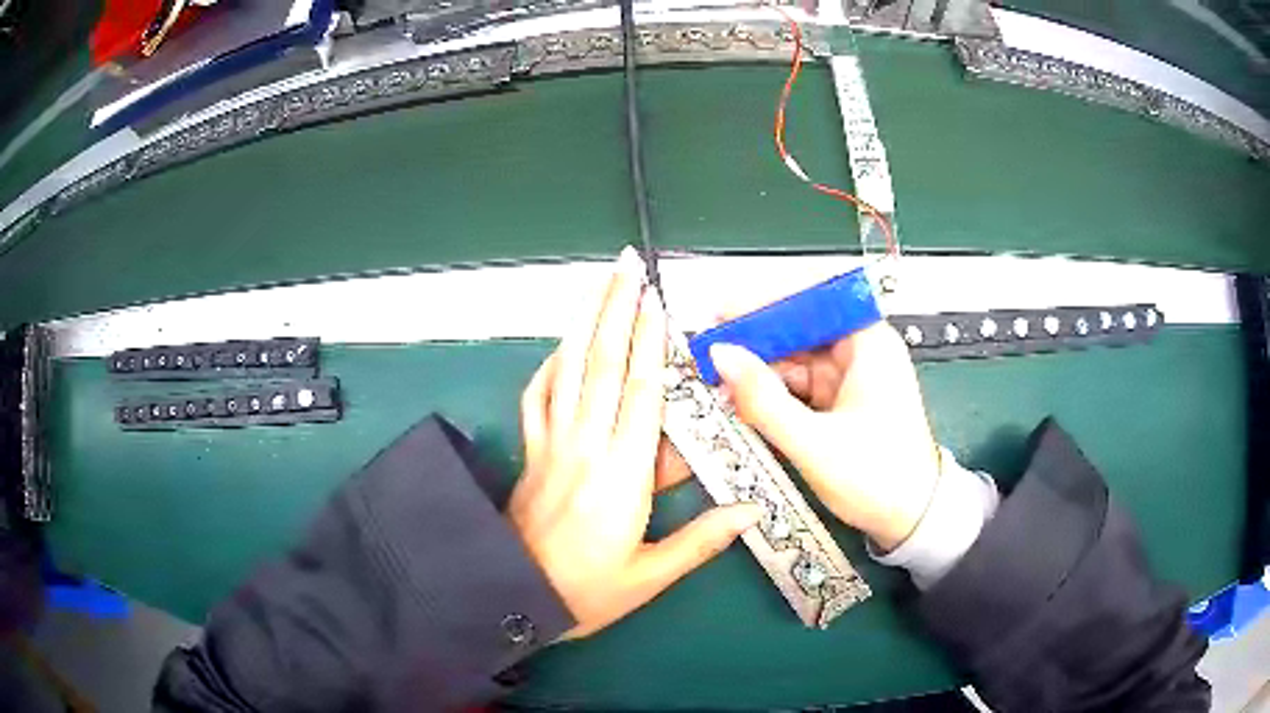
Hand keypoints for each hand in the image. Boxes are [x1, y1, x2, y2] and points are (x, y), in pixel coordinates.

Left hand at [508, 247, 763, 638]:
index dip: (650, 344)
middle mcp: (585, 447)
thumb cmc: (586, 593)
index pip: (641, 394)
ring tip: (595, 282)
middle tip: (626, 265)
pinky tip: (559, 347)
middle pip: (602, 364)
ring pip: (567, 370)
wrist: (512, 597)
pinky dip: (548, 366)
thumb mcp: (650, 576)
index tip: (657, 301)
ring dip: (583, 321)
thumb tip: (751, 511)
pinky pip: (536, 398)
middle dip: (616, 308)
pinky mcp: (530, 452)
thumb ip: (701, 541)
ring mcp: (551, 444)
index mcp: (621, 476)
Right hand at [708, 322, 940, 550]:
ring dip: (760, 369)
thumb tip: (720, 355)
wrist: (911, 519)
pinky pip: (800, 384)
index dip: (767, 300)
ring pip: (796, 357)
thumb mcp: (814, 443)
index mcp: (869, 343)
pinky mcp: (842, 400)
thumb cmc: (876, 478)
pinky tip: (745, 400)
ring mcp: (851, 376)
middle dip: (756, 339)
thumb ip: (763, 400)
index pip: (814, 298)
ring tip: (719, 381)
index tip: (723, 313)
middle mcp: (861, 350)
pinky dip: (773, 391)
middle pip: (801, 327)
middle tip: (710, 351)